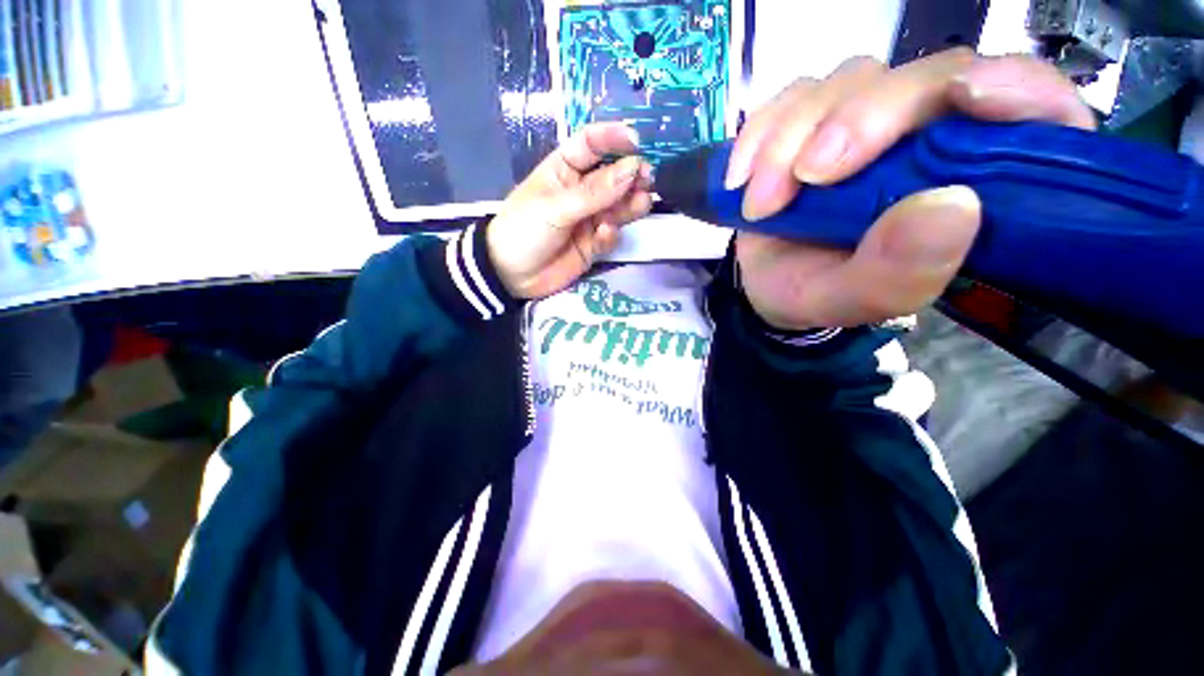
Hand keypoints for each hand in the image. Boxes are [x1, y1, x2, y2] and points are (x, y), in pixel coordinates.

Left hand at [487, 123, 653, 298]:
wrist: (511, 276)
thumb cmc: (524, 231)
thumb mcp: (555, 207)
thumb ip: (595, 193)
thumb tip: (633, 168)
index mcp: (563, 170)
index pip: (590, 144)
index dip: (612, 138)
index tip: (637, 141)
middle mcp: (580, 192)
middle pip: (612, 176)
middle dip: (631, 175)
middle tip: (648, 178)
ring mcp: (589, 219)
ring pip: (617, 207)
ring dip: (630, 204)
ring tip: (641, 203)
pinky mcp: (593, 244)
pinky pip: (610, 235)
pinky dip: (611, 234)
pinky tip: (605, 235)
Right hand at [727, 50, 1095, 329]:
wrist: (767, 286)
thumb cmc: (818, 295)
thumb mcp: (852, 302)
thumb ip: (898, 273)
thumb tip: (951, 206)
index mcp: (970, 184)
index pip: (1029, 106)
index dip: (1013, 86)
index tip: (966, 97)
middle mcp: (928, 136)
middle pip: (923, 77)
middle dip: (858, 121)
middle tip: (805, 178)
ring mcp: (867, 119)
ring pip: (847, 82)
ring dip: (790, 140)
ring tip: (760, 204)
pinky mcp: (814, 119)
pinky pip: (791, 96)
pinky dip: (760, 133)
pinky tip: (741, 178)